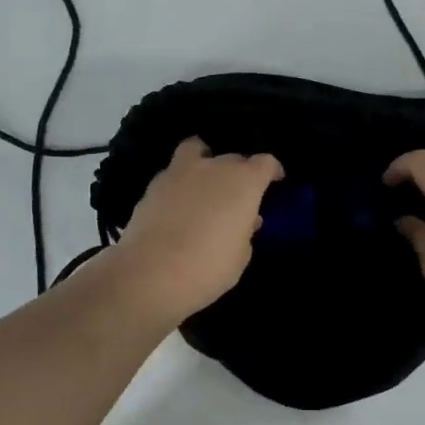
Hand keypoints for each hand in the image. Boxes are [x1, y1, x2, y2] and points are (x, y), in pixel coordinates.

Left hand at [111, 137, 282, 322]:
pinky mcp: (153, 185)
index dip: (272, 171)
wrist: (149, 274)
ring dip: (204, 163)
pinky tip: (179, 204)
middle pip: (233, 158)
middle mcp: (213, 167)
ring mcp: (180, 172)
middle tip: (237, 197)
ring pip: (197, 151)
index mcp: (243, 181)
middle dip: (239, 173)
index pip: (265, 163)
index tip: (275, 181)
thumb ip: (245, 231)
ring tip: (204, 185)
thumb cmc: (207, 268)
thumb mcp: (240, 256)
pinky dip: (180, 183)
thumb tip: (244, 219)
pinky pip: (174, 173)